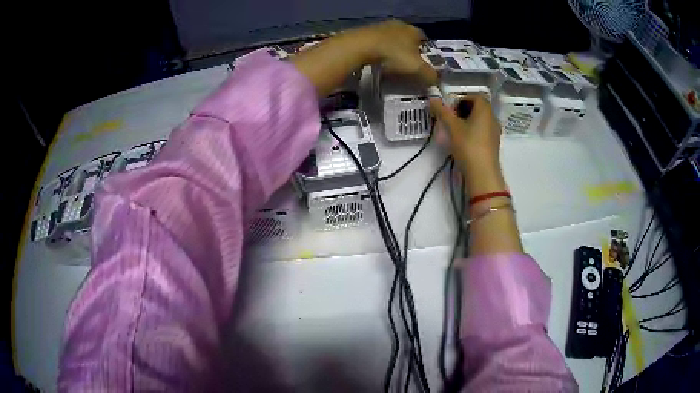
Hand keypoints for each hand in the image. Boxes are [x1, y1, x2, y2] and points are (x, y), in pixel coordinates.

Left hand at [290, 20, 436, 96]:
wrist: (360, 46)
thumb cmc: (393, 55)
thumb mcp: (417, 68)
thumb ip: (430, 75)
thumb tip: (436, 80)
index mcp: (414, 30)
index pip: (424, 39)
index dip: (425, 52)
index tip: (422, 64)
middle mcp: (399, 24)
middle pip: (407, 39)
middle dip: (408, 51)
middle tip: (406, 66)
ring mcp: (380, 26)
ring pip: (391, 39)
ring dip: (392, 50)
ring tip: (390, 65)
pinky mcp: (365, 31)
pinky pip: (376, 42)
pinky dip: (378, 51)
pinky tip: (376, 61)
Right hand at [429, 96, 507, 196]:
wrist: (482, 173)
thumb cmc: (468, 145)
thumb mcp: (452, 127)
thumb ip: (442, 111)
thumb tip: (432, 99)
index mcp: (485, 109)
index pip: (474, 96)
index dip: (460, 100)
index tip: (449, 110)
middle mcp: (493, 117)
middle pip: (478, 107)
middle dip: (463, 110)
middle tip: (450, 120)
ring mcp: (495, 131)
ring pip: (480, 120)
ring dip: (468, 122)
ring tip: (455, 132)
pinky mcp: (494, 144)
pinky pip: (483, 131)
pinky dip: (474, 132)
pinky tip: (464, 143)